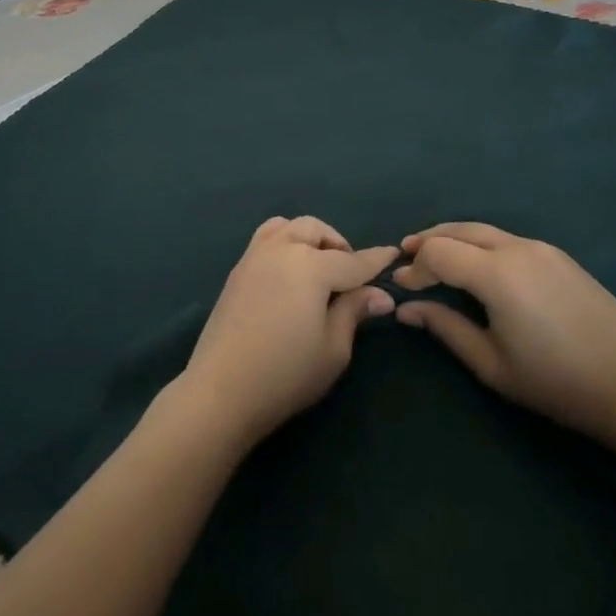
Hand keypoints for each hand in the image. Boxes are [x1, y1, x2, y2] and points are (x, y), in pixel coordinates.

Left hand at [179, 216, 397, 449]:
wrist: (222, 390)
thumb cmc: (286, 373)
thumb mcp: (333, 349)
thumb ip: (354, 312)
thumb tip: (380, 294)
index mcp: (311, 266)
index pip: (352, 260)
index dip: (376, 260)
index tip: (393, 254)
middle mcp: (282, 249)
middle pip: (316, 230)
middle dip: (338, 245)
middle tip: (350, 274)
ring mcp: (255, 255)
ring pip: (288, 226)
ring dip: (309, 237)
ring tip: (318, 266)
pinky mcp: (237, 269)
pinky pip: (266, 237)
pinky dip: (285, 241)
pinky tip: (289, 272)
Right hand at [393, 222, 615, 439]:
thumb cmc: (556, 381)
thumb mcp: (492, 364)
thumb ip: (446, 329)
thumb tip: (407, 309)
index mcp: (496, 274)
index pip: (438, 253)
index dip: (414, 267)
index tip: (401, 286)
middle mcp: (516, 248)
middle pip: (459, 230)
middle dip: (428, 240)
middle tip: (405, 255)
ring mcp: (540, 247)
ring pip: (483, 230)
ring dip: (453, 238)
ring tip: (434, 254)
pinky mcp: (557, 255)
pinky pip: (506, 238)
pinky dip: (479, 243)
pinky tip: (476, 263)